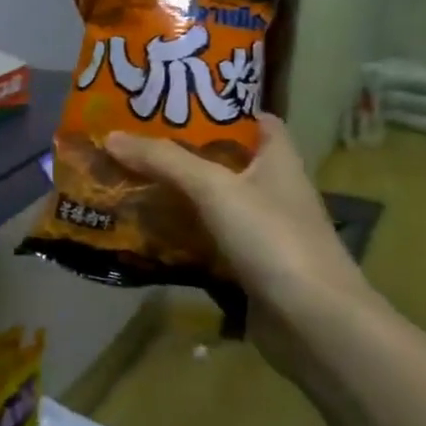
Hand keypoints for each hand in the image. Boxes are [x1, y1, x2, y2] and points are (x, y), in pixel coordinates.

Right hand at [105, 115, 372, 339]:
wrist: (314, 323)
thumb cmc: (273, 239)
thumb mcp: (214, 188)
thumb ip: (164, 160)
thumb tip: (111, 136)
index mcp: (278, 161)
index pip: (255, 121)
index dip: (220, 108)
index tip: (175, 102)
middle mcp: (273, 191)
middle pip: (224, 162)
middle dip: (181, 152)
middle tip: (133, 142)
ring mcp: (261, 233)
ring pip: (210, 204)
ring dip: (174, 196)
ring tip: (126, 181)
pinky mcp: (247, 268)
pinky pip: (205, 242)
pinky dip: (178, 237)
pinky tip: (143, 232)